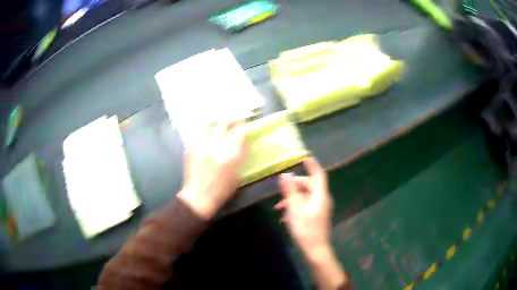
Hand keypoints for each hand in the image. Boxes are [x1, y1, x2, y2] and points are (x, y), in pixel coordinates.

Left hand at [178, 121, 246, 219]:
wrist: (198, 196)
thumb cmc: (222, 189)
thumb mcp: (238, 173)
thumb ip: (241, 153)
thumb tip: (244, 138)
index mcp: (229, 157)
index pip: (238, 132)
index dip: (242, 125)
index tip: (244, 123)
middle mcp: (214, 148)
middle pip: (223, 124)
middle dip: (231, 120)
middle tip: (234, 121)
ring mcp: (200, 146)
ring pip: (210, 124)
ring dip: (218, 120)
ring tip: (221, 122)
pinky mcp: (190, 147)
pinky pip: (199, 130)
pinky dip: (206, 126)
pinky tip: (210, 128)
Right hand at [275, 157, 332, 253]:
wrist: (315, 250)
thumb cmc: (305, 228)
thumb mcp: (294, 208)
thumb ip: (290, 191)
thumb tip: (285, 174)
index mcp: (320, 195)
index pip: (319, 174)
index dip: (312, 165)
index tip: (304, 157)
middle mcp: (322, 200)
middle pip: (309, 186)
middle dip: (294, 186)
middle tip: (281, 189)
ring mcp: (320, 209)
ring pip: (306, 197)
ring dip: (292, 198)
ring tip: (278, 207)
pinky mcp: (316, 217)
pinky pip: (306, 206)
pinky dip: (295, 207)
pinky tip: (284, 216)